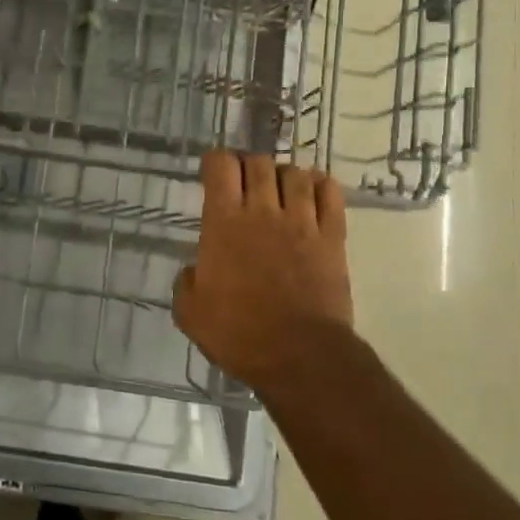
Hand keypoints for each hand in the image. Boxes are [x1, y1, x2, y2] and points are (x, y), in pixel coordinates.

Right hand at [173, 152, 354, 386]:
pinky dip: (320, 185)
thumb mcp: (190, 312)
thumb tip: (194, 271)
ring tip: (279, 191)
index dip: (215, 162)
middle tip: (244, 183)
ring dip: (284, 175)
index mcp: (224, 222)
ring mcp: (302, 221)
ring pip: (295, 173)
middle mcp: (263, 211)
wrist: (300, 356)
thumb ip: (186, 283)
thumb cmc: (238, 333)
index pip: (221, 166)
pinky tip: (313, 194)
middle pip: (258, 162)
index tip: (212, 174)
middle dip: (248, 165)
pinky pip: (330, 193)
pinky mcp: (333, 237)